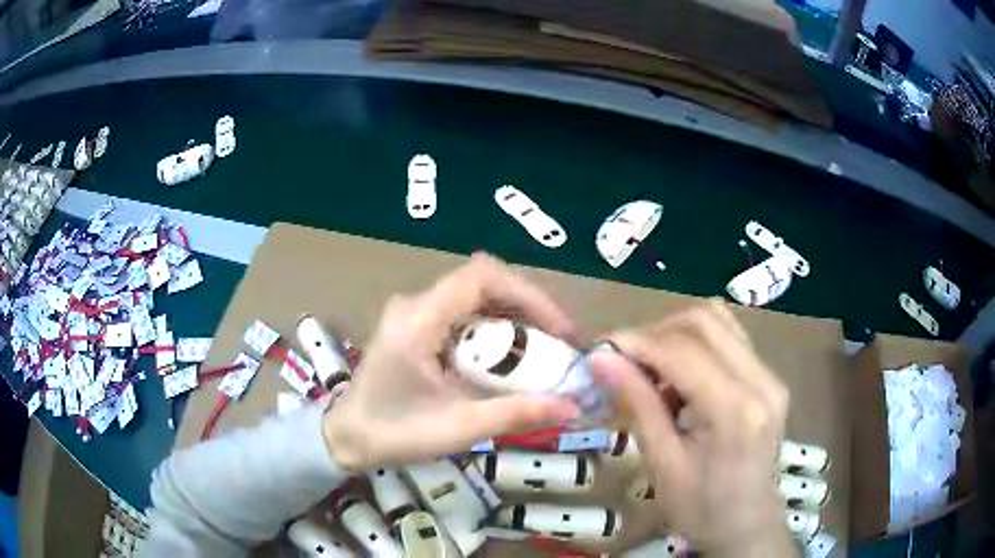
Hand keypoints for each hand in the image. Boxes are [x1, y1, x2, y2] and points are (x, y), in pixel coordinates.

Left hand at [322, 253, 579, 470]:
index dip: (528, 294)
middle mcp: (415, 305)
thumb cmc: (394, 435)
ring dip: (514, 316)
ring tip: (544, 348)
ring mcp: (413, 313)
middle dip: (528, 306)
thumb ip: (515, 414)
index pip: (480, 277)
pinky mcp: (415, 326)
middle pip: (483, 282)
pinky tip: (510, 357)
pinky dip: (494, 328)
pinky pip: (464, 313)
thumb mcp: (458, 428)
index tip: (558, 329)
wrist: (347, 439)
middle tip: (560, 341)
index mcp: (418, 321)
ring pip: (475, 296)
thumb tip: (572, 406)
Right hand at [592, 302, 794, 556]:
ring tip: (653, 369)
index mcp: (734, 410)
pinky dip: (698, 345)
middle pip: (704, 321)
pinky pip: (731, 339)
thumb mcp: (663, 464)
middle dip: (656, 332)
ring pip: (719, 321)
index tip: (600, 350)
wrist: (747, 526)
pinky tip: (681, 376)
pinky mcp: (771, 379)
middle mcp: (761, 380)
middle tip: (626, 361)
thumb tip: (601, 358)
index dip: (636, 342)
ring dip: (677, 334)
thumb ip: (638, 404)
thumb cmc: (701, 509)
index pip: (682, 350)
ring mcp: (771, 376)